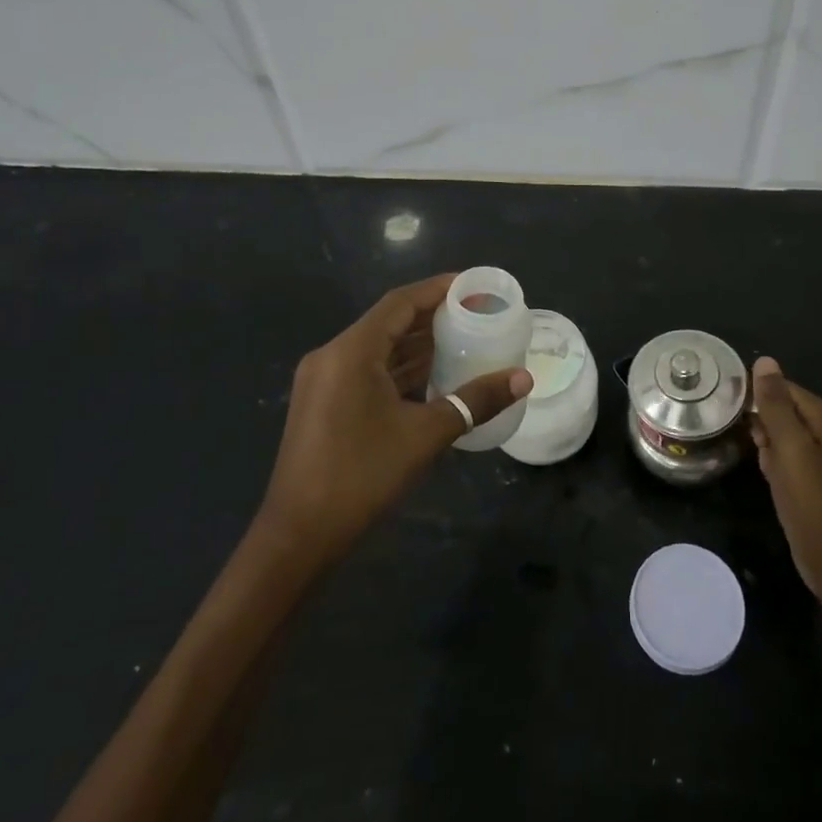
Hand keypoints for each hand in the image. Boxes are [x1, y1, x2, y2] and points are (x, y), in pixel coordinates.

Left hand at [255, 274, 530, 569]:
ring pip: (378, 348)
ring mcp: (324, 381)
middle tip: (477, 313)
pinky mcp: (324, 403)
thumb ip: (474, 401)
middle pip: (389, 322)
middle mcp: (333, 355)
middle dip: (433, 315)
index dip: (438, 289)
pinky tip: (433, 374)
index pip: (400, 302)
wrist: (298, 536)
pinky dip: (400, 368)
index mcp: (351, 351)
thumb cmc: (361, 476)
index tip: (474, 286)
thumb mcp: (425, 435)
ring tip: (463, 338)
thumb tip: (523, 378)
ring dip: (417, 343)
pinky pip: (368, 370)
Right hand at [749, 357, 821, 594]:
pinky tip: (771, 476)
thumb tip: (764, 360)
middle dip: (763, 425)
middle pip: (783, 409)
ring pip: (781, 433)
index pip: (784, 388)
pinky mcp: (814, 474)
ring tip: (765, 464)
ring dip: (767, 445)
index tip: (736, 412)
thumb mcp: (789, 446)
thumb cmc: (810, 499)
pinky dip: (775, 462)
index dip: (759, 399)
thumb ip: (776, 403)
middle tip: (757, 447)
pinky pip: (787, 454)